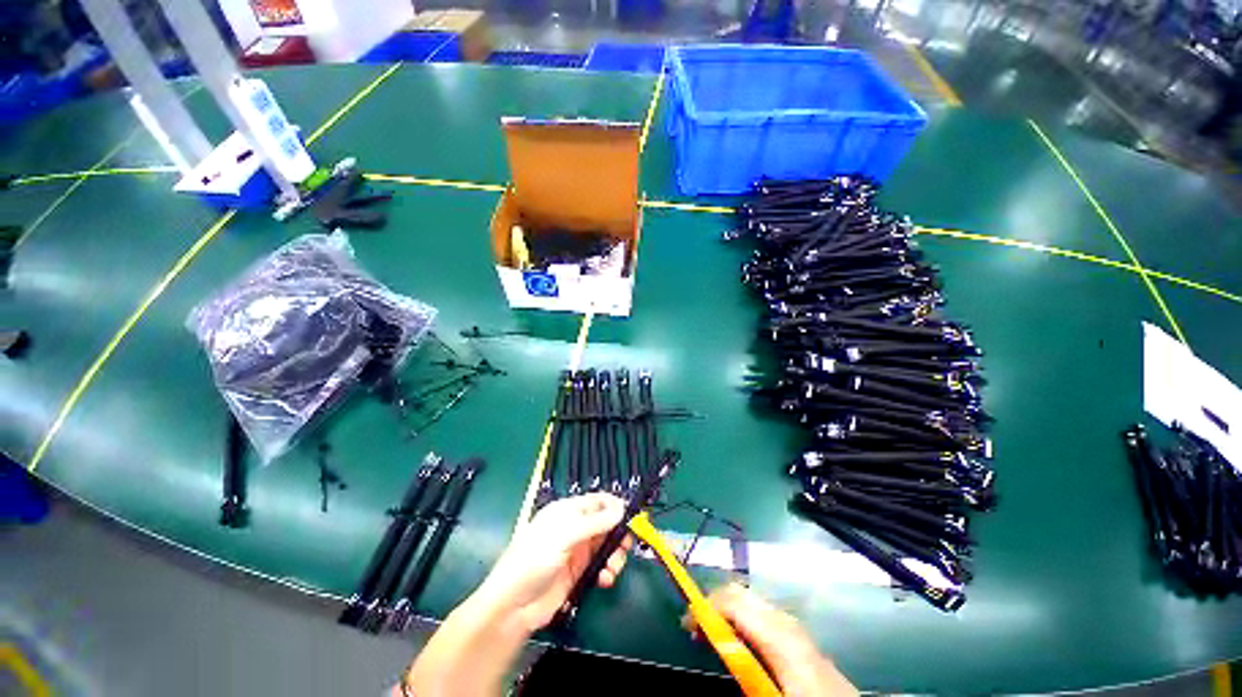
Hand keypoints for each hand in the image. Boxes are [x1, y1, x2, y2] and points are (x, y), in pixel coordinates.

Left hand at [477, 493, 632, 632]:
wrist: (513, 607)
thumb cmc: (534, 560)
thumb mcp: (564, 536)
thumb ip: (595, 522)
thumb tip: (622, 508)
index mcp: (567, 511)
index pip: (597, 501)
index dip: (615, 506)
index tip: (633, 516)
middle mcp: (575, 528)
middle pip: (606, 523)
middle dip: (618, 533)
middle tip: (627, 545)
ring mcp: (577, 551)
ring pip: (607, 545)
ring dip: (615, 555)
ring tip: (613, 568)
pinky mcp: (579, 573)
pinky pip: (602, 566)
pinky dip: (608, 571)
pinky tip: (605, 580)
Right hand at [685, 584, 857, 696]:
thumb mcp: (770, 692)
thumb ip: (743, 667)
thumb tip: (714, 641)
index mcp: (780, 635)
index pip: (734, 602)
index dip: (706, 607)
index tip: (687, 624)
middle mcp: (786, 622)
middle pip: (741, 594)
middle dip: (713, 603)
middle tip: (695, 628)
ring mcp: (794, 626)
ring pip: (751, 601)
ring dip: (726, 610)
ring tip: (711, 632)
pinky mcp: (798, 636)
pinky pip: (761, 614)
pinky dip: (741, 617)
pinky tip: (738, 638)